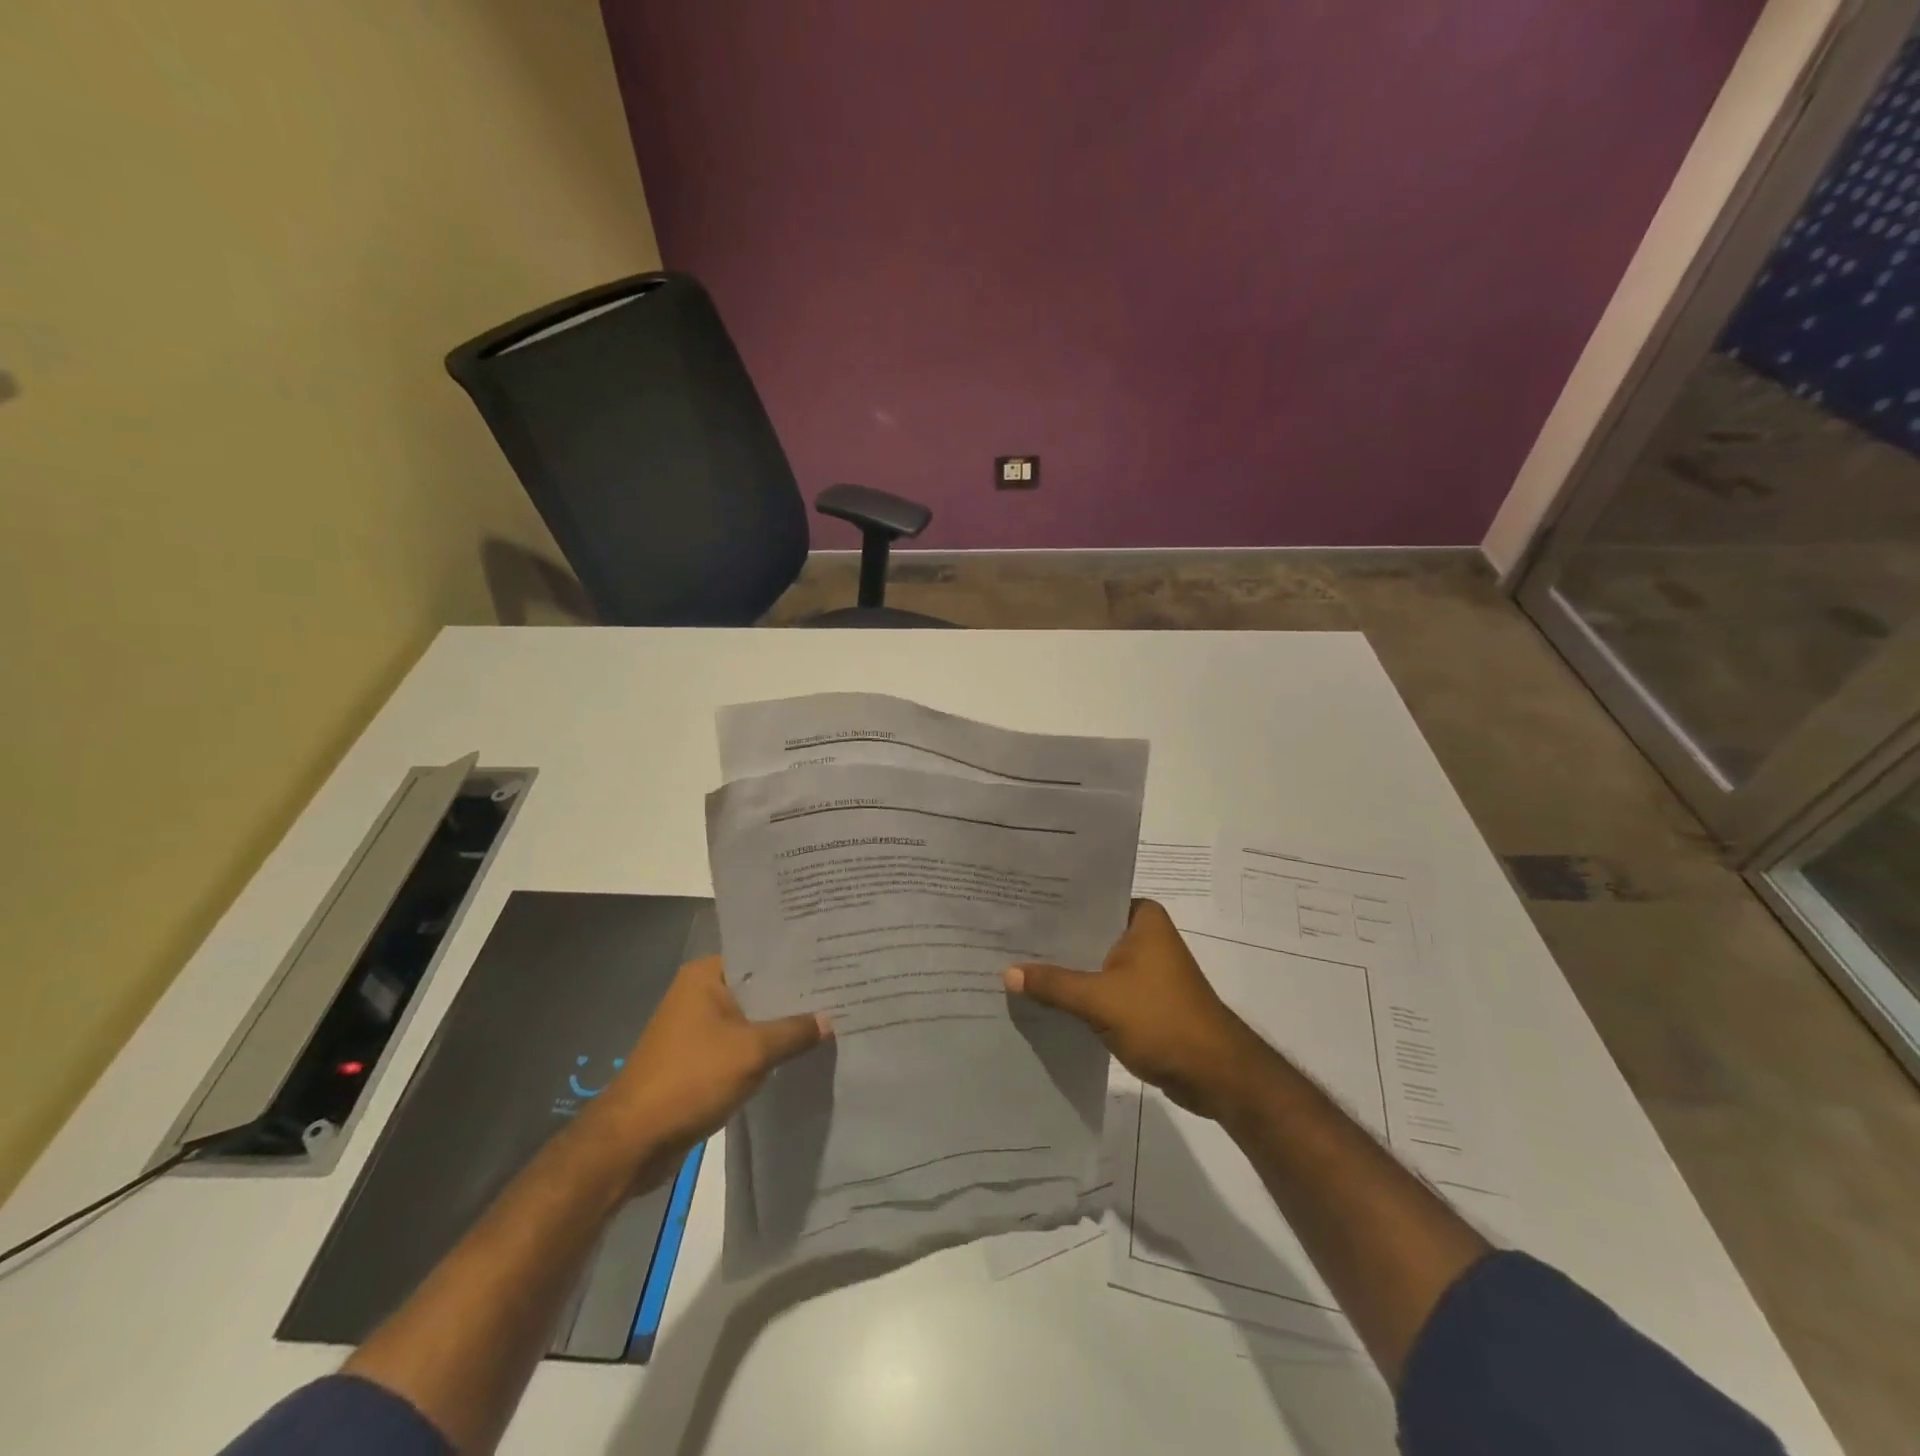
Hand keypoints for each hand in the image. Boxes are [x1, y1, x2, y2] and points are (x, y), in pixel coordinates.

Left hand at [586, 957, 828, 1183]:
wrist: (633, 1142)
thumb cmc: (691, 1080)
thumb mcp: (752, 1052)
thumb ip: (794, 1032)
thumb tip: (829, 1020)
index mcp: (706, 975)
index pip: (761, 956)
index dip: (797, 961)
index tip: (834, 963)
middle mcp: (699, 992)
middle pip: (757, 988)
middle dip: (793, 996)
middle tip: (840, 991)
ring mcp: (696, 1027)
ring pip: (750, 1018)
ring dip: (780, 1025)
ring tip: (828, 1020)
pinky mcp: (697, 1058)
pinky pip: (740, 1044)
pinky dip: (764, 1049)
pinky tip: (797, 1053)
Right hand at [1005, 899, 1270, 1121]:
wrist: (1216, 1075)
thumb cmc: (1162, 1021)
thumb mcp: (1100, 1000)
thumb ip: (1053, 984)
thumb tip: (1007, 973)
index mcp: (1142, 918)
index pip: (1089, 899)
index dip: (1053, 904)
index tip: (1015, 903)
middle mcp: (1144, 935)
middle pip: (1088, 931)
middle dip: (1053, 940)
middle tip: (1005, 936)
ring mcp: (1145, 967)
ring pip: (1093, 961)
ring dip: (1064, 969)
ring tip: (1014, 963)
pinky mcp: (1143, 998)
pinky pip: (1101, 986)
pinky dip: (1078, 992)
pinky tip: (1043, 997)